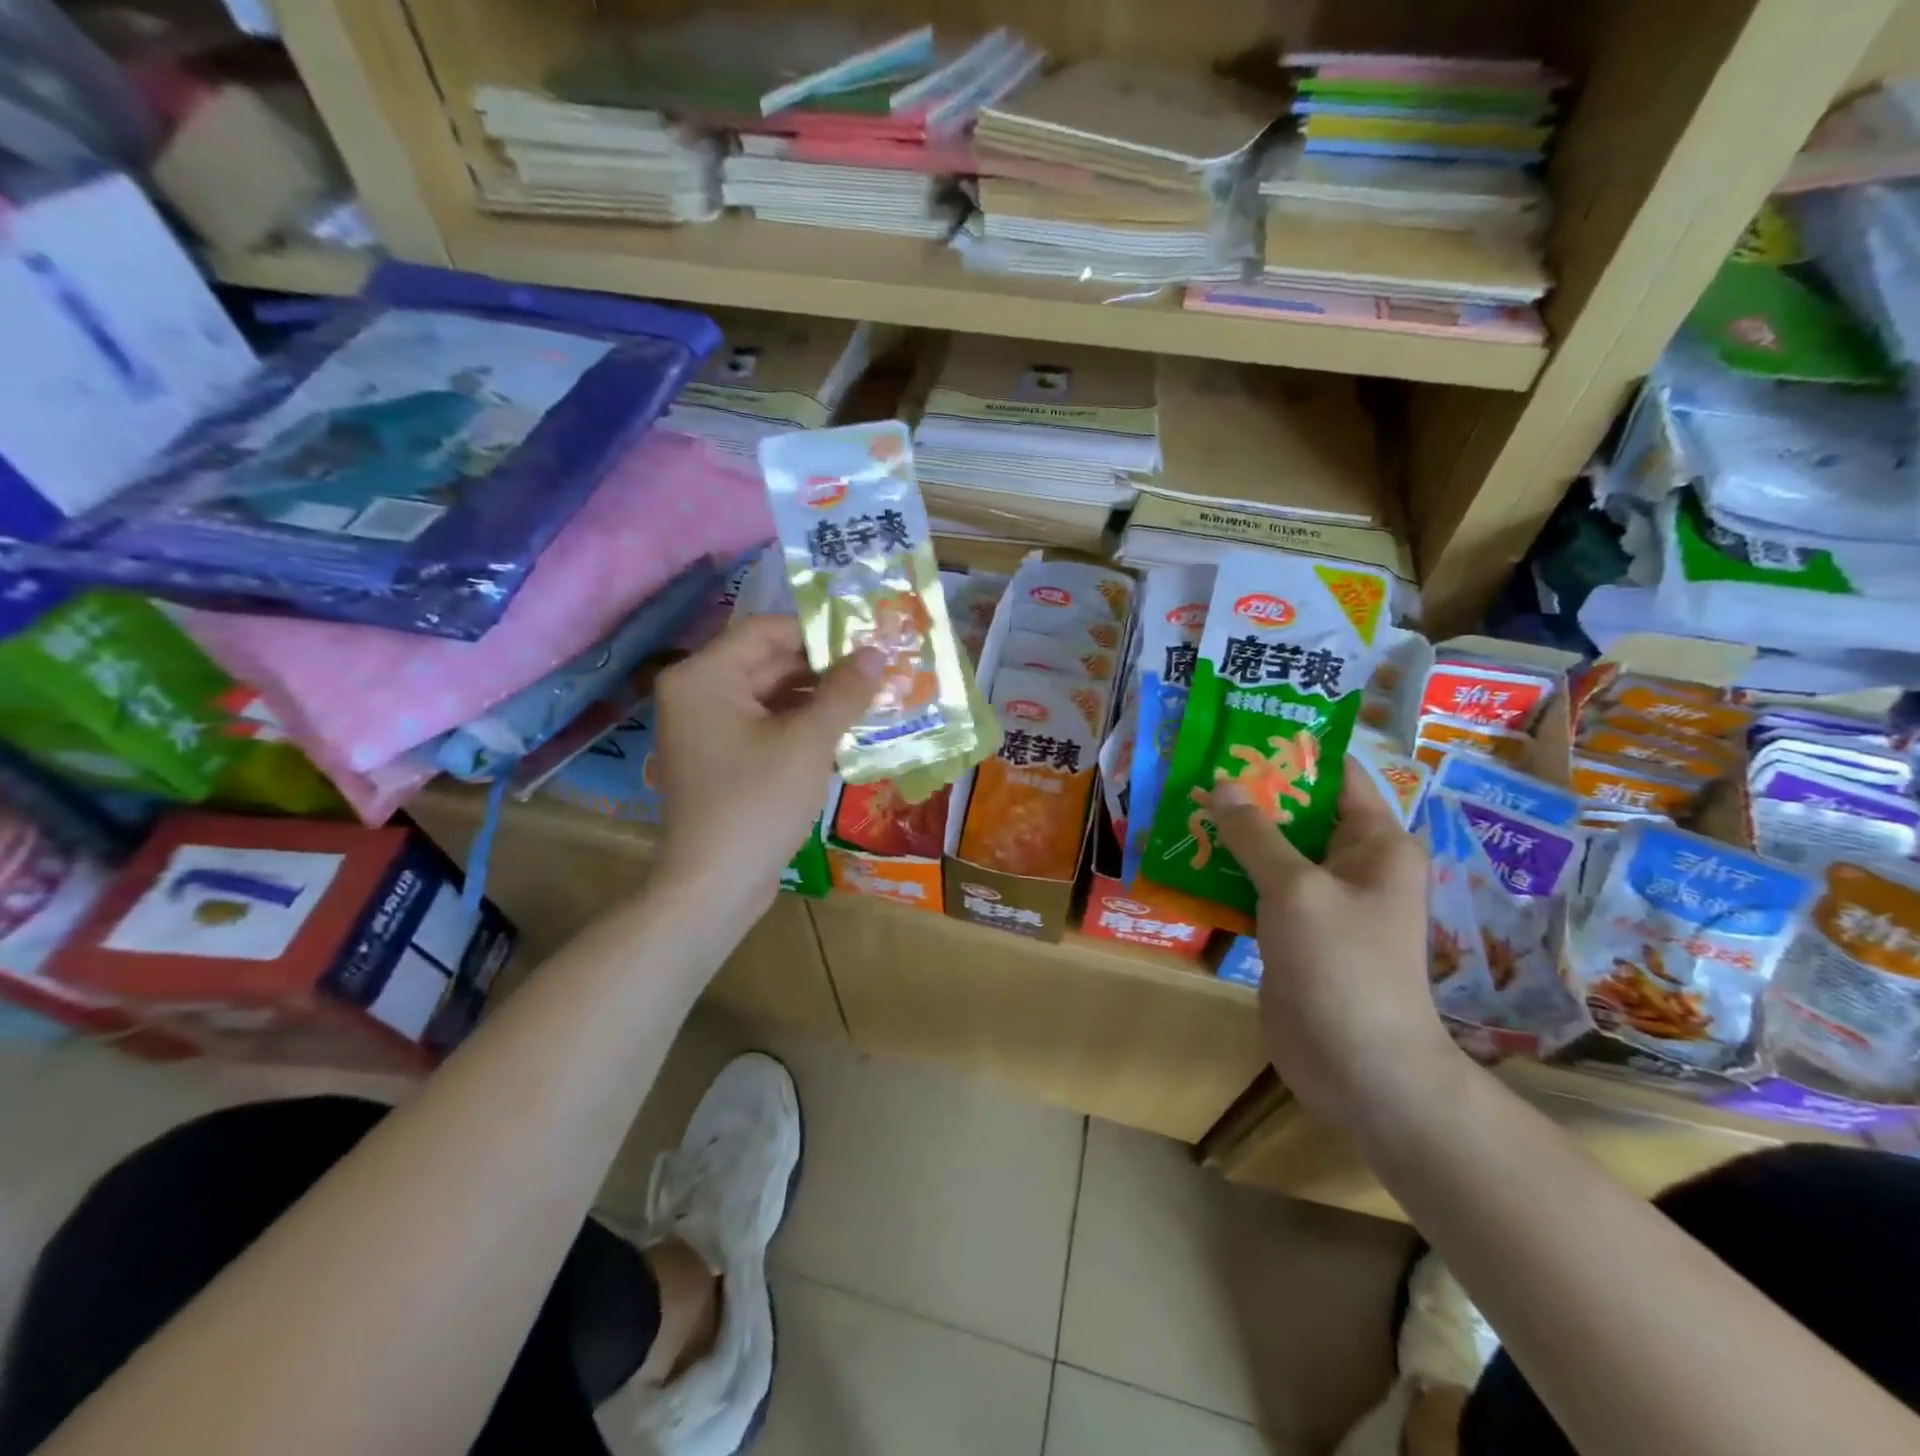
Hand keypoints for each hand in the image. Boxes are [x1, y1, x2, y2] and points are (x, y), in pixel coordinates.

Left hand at [652, 616, 881, 911]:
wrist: (715, 885)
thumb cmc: (758, 802)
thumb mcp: (808, 742)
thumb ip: (843, 692)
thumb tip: (876, 653)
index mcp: (704, 677)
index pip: (765, 631)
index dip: (817, 633)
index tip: (865, 641)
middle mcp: (697, 694)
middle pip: (767, 662)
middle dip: (822, 668)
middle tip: (875, 670)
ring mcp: (705, 729)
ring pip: (769, 696)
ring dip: (816, 698)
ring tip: (868, 700)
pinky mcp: (720, 759)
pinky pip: (763, 726)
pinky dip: (799, 725)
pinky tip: (842, 732)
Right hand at [1209, 758, 1461, 1129]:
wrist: (1358, 1066)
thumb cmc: (1341, 964)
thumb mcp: (1295, 888)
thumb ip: (1256, 834)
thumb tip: (1223, 783)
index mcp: (1374, 842)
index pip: (1336, 775)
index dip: (1291, 751)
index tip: (1238, 731)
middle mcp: (1352, 864)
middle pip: (1298, 811)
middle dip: (1249, 792)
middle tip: (1195, 766)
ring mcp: (1322, 900)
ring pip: (1273, 851)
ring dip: (1232, 833)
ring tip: (1180, 805)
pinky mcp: (1294, 931)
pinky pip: (1259, 888)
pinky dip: (1227, 873)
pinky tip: (1185, 858)